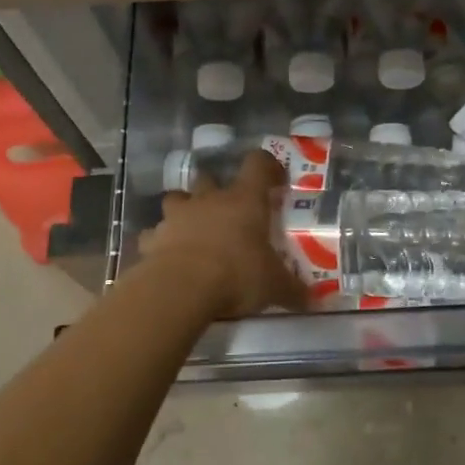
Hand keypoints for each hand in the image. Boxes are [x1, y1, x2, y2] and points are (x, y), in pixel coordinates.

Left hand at [139, 149, 306, 318]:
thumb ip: (292, 289)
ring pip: (176, 199)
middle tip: (227, 210)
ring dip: (184, 210)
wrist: (180, 289)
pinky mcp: (152, 239)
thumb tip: (312, 299)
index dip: (267, 167)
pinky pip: (154, 235)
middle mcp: (209, 200)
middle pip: (209, 177)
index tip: (275, 180)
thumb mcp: (274, 285)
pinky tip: (167, 258)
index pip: (257, 165)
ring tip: (193, 231)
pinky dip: (159, 242)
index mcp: (244, 201)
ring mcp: (177, 217)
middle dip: (215, 189)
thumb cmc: (237, 275)